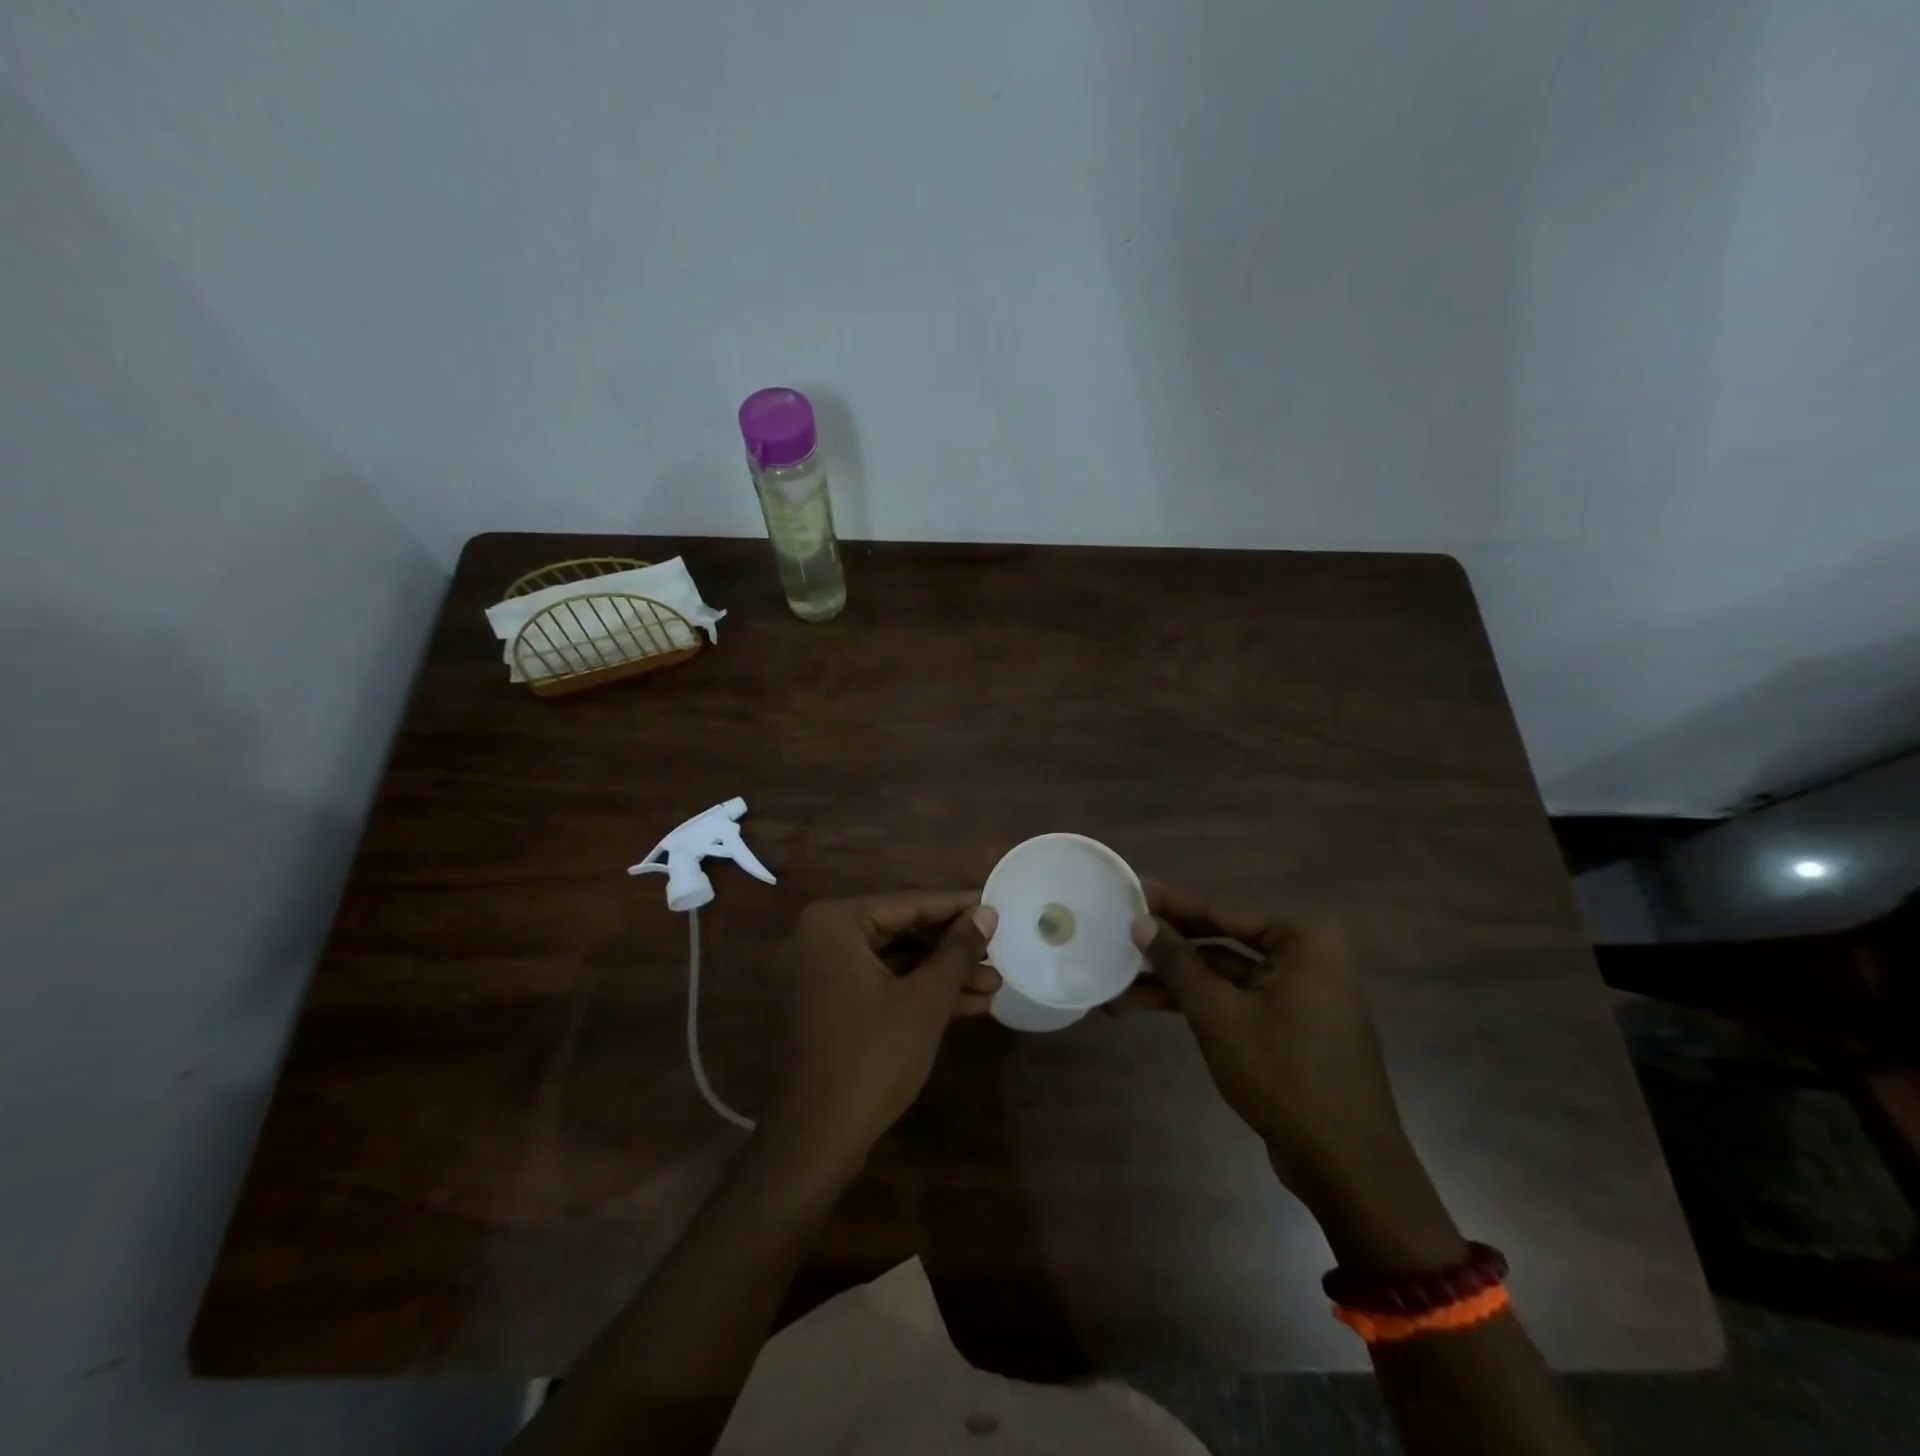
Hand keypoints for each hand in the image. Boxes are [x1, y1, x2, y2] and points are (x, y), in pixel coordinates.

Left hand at [760, 893, 999, 1178]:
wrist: (815, 1140)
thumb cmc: (872, 1058)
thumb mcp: (926, 1000)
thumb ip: (958, 950)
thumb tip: (987, 912)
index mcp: (835, 922)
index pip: (909, 903)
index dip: (958, 907)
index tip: (997, 905)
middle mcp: (822, 937)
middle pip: (902, 931)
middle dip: (953, 948)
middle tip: (999, 951)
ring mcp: (822, 972)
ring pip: (895, 961)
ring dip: (942, 974)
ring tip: (994, 984)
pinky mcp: (829, 1004)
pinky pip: (881, 984)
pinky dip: (919, 993)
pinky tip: (968, 1005)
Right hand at [1131, 883, 1461, 1270]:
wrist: (1346, 1166)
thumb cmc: (1284, 1075)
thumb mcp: (1218, 1014)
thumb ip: (1177, 963)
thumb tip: (1141, 922)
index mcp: (1303, 939)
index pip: (1222, 910)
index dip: (1172, 904)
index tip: (1132, 890)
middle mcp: (1307, 956)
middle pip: (1222, 938)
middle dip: (1170, 942)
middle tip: (1120, 929)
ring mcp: (1299, 992)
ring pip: (1225, 972)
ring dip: (1177, 975)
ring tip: (1122, 973)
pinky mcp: (1290, 1025)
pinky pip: (1236, 998)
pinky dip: (1198, 1000)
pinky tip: (1150, 1001)